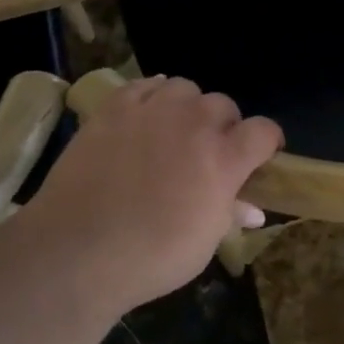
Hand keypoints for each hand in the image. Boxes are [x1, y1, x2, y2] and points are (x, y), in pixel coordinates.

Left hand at [16, 75, 282, 316]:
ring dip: (187, 107)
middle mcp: (194, 124)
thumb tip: (252, 209)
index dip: (267, 143)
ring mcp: (151, 111)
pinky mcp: (114, 108)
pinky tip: (145, 115)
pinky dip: (151, 96)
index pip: (264, 131)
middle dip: (224, 126)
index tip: (260, 158)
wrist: (76, 251)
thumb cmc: (150, 258)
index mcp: (224, 159)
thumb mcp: (203, 244)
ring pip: (184, 88)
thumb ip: (229, 215)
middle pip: (223, 105)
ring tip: (174, 130)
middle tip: (208, 153)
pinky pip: (143, 85)